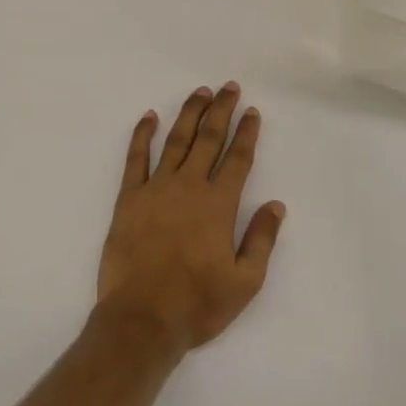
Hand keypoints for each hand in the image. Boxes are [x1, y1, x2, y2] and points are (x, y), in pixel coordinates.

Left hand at [94, 84, 285, 358]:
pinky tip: (149, 117)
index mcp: (218, 205)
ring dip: (189, 114)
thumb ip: (261, 239)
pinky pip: (136, 158)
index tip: (251, 111)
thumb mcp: (244, 282)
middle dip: (221, 110)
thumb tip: (276, 205)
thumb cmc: (197, 304)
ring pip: (176, 140)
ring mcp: (156, 188)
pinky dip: (142, 134)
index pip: (237, 159)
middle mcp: (189, 186)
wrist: (142, 318)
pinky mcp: (129, 197)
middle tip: (228, 87)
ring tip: (200, 92)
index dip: (246, 133)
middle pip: (208, 139)